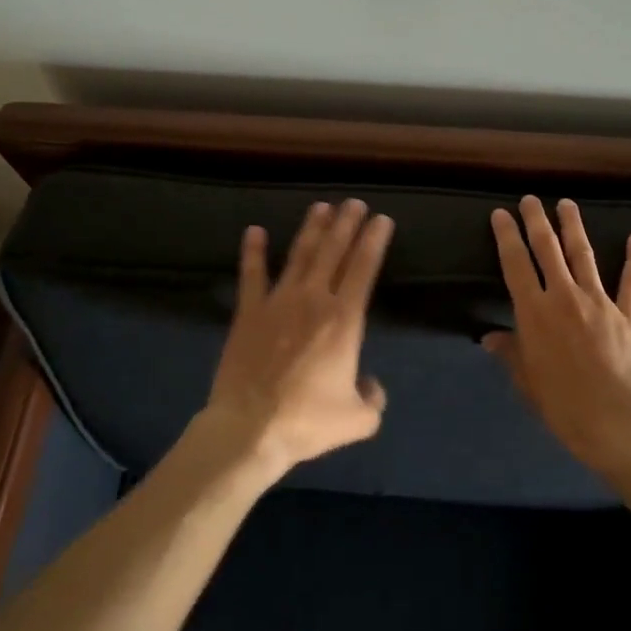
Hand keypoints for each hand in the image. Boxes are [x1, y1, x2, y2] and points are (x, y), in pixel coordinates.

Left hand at [201, 199, 393, 477]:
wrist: (250, 428)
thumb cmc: (307, 421)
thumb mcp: (357, 419)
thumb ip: (373, 398)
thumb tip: (371, 385)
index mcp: (344, 320)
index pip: (364, 268)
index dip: (374, 241)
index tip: (382, 219)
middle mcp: (314, 300)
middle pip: (334, 252)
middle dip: (346, 224)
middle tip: (354, 202)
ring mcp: (278, 302)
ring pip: (299, 255)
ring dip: (311, 229)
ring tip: (321, 206)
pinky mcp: (248, 313)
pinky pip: (251, 275)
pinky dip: (254, 252)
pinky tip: (255, 231)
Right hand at [485, 196, 630, 472]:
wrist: (615, 420)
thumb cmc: (562, 404)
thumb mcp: (526, 380)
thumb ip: (511, 352)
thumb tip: (490, 338)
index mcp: (534, 311)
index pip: (515, 264)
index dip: (506, 236)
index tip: (500, 214)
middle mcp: (564, 296)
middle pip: (547, 249)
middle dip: (536, 221)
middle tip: (530, 199)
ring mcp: (599, 302)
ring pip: (583, 255)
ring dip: (574, 227)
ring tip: (567, 204)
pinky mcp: (627, 314)